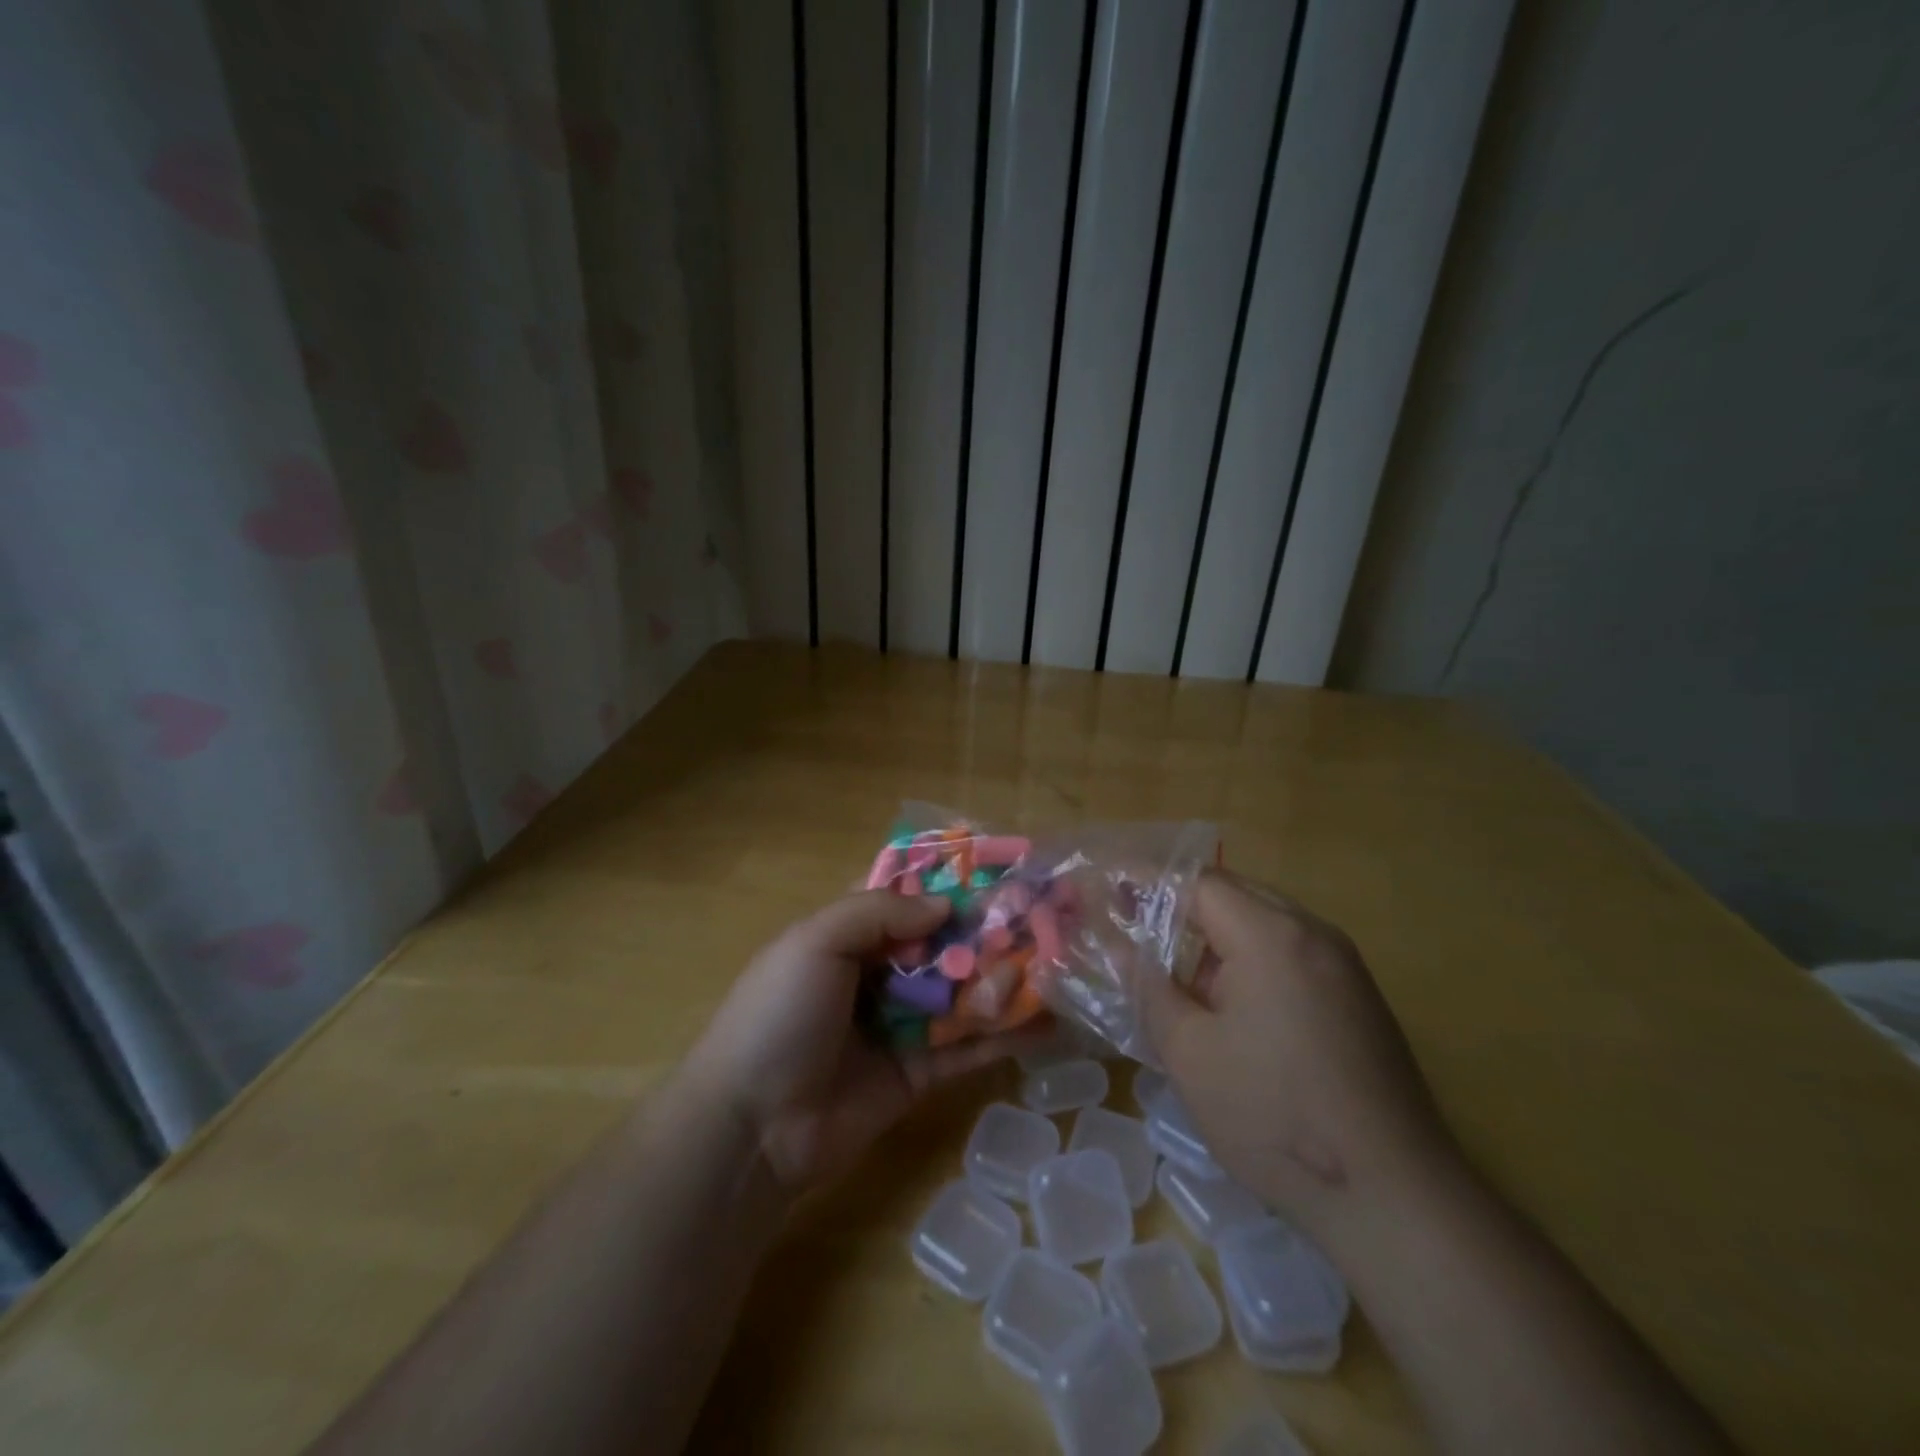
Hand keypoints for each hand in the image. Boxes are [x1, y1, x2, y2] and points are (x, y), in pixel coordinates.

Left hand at [684, 891, 1042, 1193]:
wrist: (752, 1127)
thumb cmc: (779, 1016)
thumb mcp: (816, 942)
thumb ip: (880, 913)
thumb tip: (946, 905)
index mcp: (851, 936)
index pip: (910, 901)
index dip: (953, 887)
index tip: (1004, 875)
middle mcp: (881, 974)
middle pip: (946, 947)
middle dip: (992, 936)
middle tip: (1047, 925)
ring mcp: (902, 1025)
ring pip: (964, 996)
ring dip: (1006, 983)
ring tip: (1058, 971)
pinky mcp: (918, 1074)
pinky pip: (967, 1049)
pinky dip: (1006, 1036)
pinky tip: (1047, 1024)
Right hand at [1139, 871, 1458, 1240]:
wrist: (1394, 1199)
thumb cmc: (1274, 1117)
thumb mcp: (1189, 1052)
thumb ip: (1147, 986)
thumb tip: (1118, 947)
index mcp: (1271, 936)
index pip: (1198, 883)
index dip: (1147, 883)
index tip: (1106, 892)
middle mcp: (1314, 934)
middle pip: (1234, 895)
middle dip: (1179, 906)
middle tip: (1132, 927)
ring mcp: (1344, 966)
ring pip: (1264, 925)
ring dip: (1214, 936)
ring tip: (1171, 971)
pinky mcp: (1358, 1000)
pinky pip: (1290, 956)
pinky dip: (1249, 961)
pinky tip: (1225, 1006)